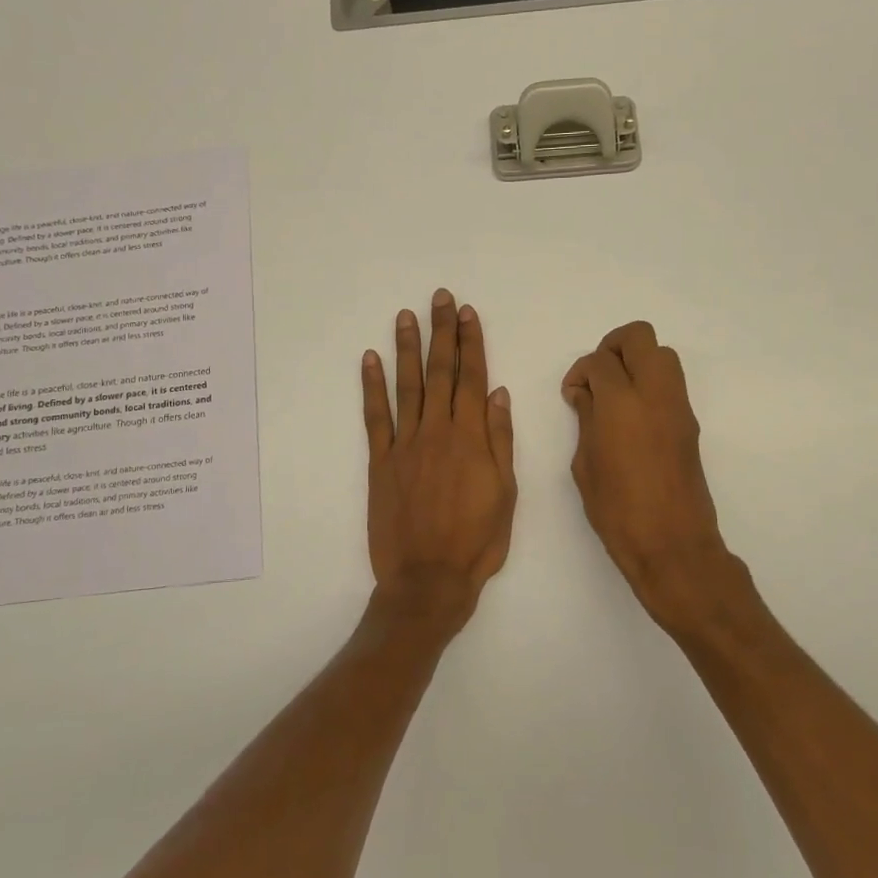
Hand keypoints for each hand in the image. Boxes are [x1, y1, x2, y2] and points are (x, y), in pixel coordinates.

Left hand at [360, 289, 517, 639]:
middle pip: (442, 372)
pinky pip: (376, 417)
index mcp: (472, 438)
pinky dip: (372, 387)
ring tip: (406, 316)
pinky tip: (370, 360)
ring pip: (408, 386)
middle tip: (440, 298)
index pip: (473, 378)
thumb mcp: (506, 493)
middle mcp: (438, 431)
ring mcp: (405, 445)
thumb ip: (500, 440)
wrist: (428, 579)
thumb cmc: (477, 540)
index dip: (471, 343)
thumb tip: (498, 394)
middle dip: (442, 333)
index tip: (467, 314)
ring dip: (408, 348)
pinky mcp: (380, 462)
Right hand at [562, 322, 753, 639]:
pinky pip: (670, 383)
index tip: (573, 394)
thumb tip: (586, 394)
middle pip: (639, 338)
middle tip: (596, 379)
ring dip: (635, 362)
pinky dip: (650, 384)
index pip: (600, 361)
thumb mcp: (585, 464)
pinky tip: (631, 416)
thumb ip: (586, 419)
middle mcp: (655, 394)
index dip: (580, 372)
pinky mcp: (690, 423)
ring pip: (662, 354)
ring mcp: (678, 407)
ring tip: (614, 396)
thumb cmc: (618, 511)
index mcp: (622, 403)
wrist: (672, 544)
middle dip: (612, 348)